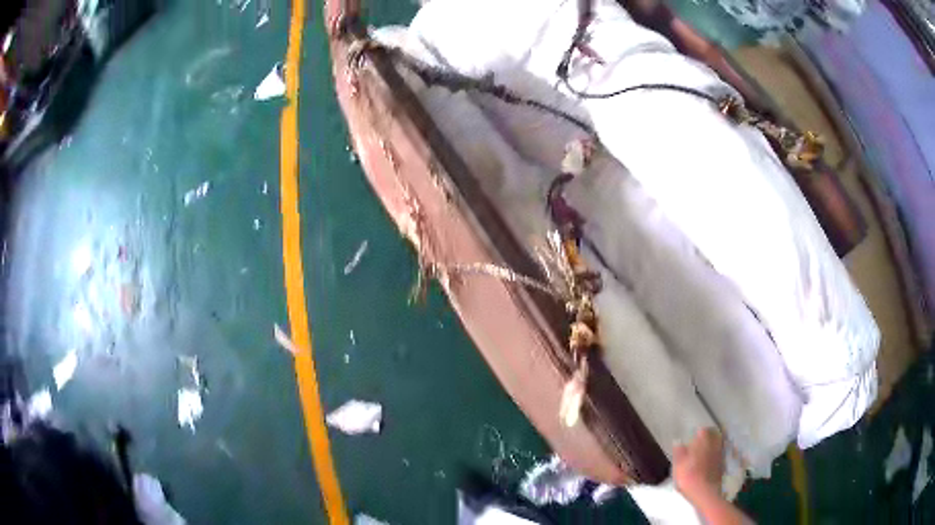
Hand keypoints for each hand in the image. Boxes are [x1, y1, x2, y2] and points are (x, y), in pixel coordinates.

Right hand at [673, 427, 724, 501]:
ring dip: (713, 445)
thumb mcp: (678, 465)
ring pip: (717, 445)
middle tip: (701, 440)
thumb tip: (678, 441)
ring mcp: (719, 455)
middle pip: (713, 436)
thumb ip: (679, 452)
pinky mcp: (722, 465)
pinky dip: (715, 455)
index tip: (695, 434)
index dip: (699, 432)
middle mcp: (713, 446)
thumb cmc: (689, 477)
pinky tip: (710, 460)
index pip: (703, 431)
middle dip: (708, 436)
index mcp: (702, 443)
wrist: (704, 492)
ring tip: (706, 449)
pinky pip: (719, 455)